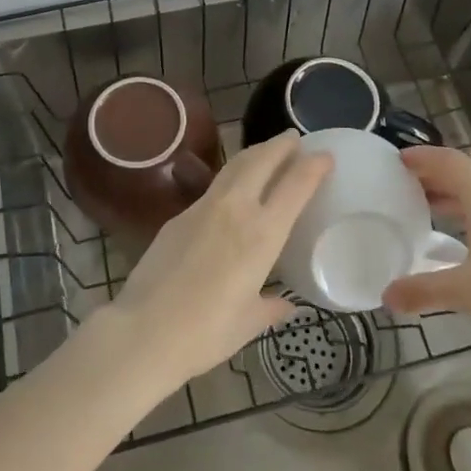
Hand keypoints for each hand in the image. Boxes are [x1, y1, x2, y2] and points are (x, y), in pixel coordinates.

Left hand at [100, 132, 330, 392]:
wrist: (144, 329)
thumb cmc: (206, 332)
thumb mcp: (248, 322)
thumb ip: (270, 308)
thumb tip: (286, 304)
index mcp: (262, 234)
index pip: (295, 186)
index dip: (313, 166)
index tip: (325, 156)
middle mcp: (235, 209)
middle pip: (262, 160)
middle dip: (281, 145)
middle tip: (294, 139)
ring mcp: (203, 208)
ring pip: (234, 166)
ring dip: (255, 153)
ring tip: (266, 152)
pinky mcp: (178, 215)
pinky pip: (213, 188)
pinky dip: (230, 178)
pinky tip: (231, 192)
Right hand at [382, 145, 470, 359]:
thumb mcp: (468, 292)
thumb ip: (425, 290)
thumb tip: (386, 296)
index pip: (448, 162)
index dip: (422, 157)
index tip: (397, 160)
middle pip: (465, 176)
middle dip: (434, 179)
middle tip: (404, 188)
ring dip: (456, 198)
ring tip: (429, 212)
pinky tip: (468, 239)